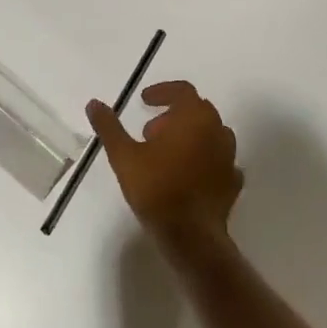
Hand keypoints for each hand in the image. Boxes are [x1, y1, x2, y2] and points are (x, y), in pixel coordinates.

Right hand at [88, 80, 243, 250]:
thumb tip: (94, 103)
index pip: (182, 90)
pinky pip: (220, 161)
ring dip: (190, 136)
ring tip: (167, 154)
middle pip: (197, 110)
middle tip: (150, 132)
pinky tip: (188, 175)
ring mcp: (229, 158)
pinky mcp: (232, 183)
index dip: (162, 92)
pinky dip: (205, 160)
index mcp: (194, 118)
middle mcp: (217, 131)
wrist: (191, 237)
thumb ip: (109, 127)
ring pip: (211, 134)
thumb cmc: (156, 188)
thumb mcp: (123, 156)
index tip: (144, 102)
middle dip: (173, 115)